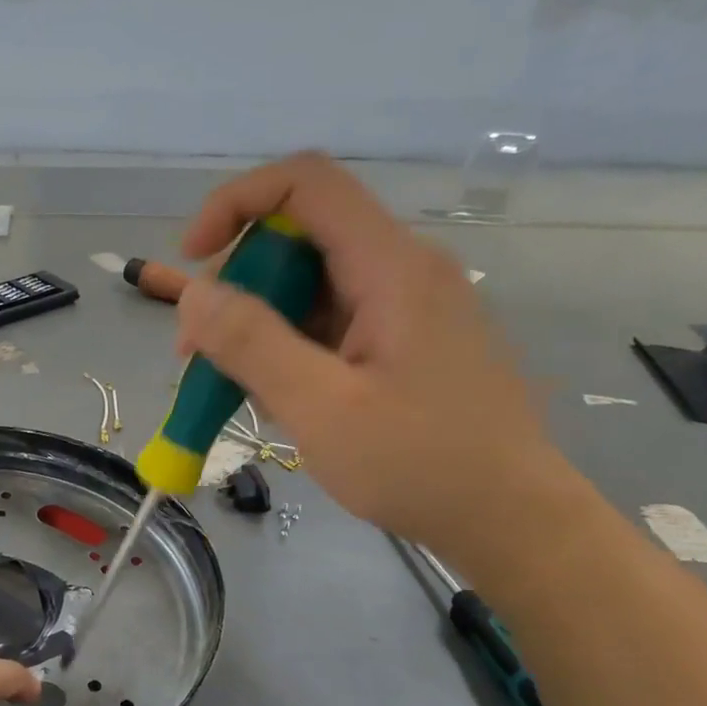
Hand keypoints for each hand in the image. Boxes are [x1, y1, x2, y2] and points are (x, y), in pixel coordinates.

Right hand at [178, 152, 554, 554]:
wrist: (513, 521)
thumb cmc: (421, 465)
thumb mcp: (322, 408)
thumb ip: (252, 344)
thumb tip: (193, 293)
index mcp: (391, 267)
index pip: (305, 184)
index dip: (236, 203)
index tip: (194, 260)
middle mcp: (402, 270)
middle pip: (299, 238)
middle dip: (237, 286)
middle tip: (198, 354)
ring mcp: (406, 307)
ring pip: (309, 286)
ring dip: (258, 327)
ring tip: (235, 391)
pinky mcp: (404, 341)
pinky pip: (330, 323)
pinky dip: (290, 350)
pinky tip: (280, 401)